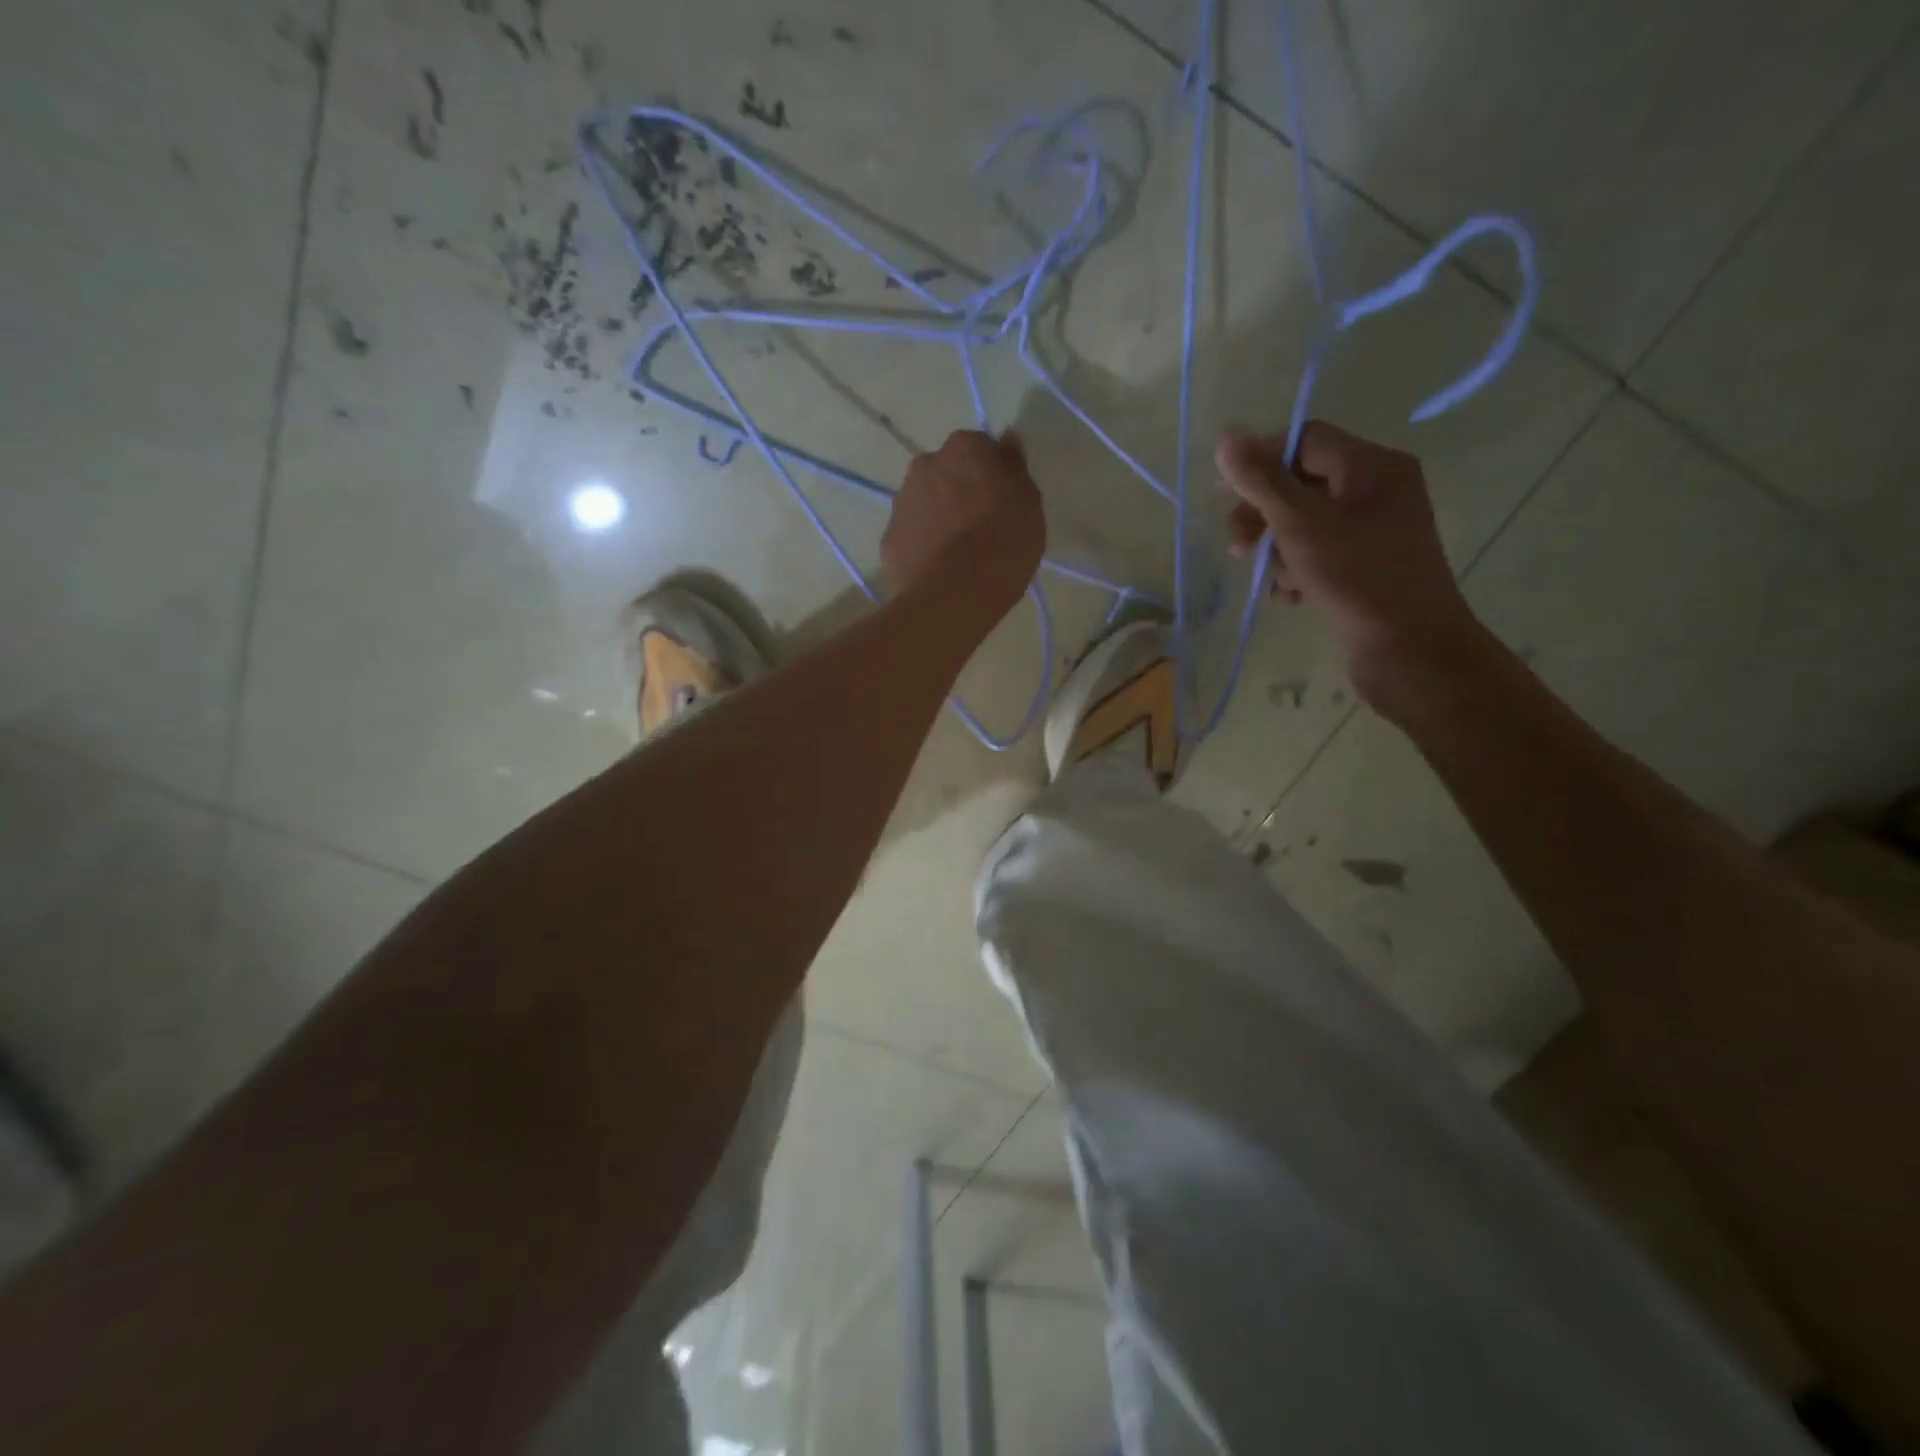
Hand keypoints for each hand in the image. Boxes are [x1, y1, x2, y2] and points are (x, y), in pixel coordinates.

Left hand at [883, 430, 1045, 610]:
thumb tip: (1007, 443)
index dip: (993, 475)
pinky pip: (912, 535)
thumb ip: (1015, 469)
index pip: (981, 448)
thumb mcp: (1029, 505)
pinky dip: (923, 546)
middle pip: (947, 473)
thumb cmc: (1003, 544)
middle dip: (961, 492)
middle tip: (981, 526)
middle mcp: (926, 464)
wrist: (953, 595)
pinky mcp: (888, 539)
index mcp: (965, 449)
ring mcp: (902, 502)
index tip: (1003, 500)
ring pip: (926, 503)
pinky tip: (938, 569)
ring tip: (958, 553)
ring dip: (939, 517)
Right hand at [1216, 421, 1484, 709]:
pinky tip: (1290, 598)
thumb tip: (1227, 436)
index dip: (1261, 461)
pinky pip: (1317, 555)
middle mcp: (1376, 491)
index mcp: (1373, 467)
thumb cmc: (1359, 581)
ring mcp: (1372, 532)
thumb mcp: (1302, 526)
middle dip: (1264, 516)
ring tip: (1275, 582)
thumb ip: (1262, 482)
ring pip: (1303, 525)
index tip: (1224, 495)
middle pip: (1301, 484)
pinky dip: (1296, 573)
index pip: (1305, 440)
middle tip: (1238, 549)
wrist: (1411, 653)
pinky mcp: (1364, 568)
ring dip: (1277, 551)